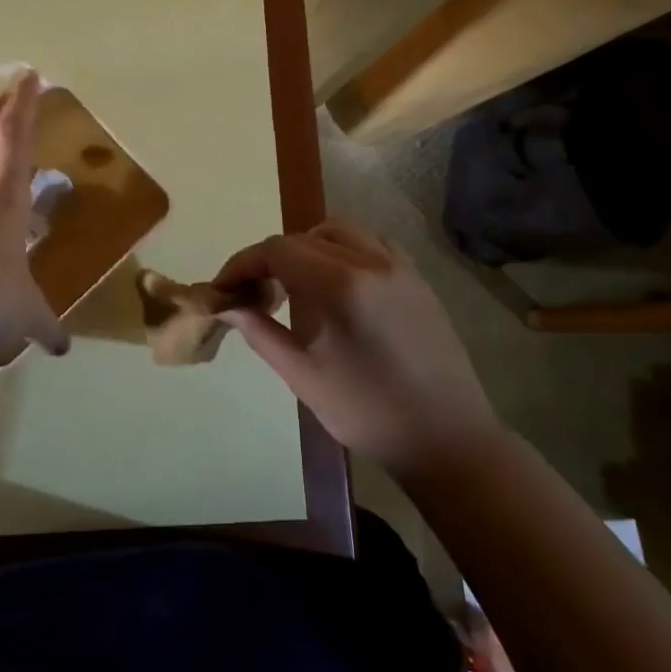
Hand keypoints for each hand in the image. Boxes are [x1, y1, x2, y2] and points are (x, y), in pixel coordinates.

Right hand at [214, 218, 499, 475]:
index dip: (243, 264)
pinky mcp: (416, 279)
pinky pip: (370, 244)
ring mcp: (399, 266)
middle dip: (270, 259)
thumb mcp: (304, 376)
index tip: (224, 289)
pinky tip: (336, 284)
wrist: (447, 439)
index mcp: (341, 284)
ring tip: (293, 285)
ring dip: (306, 248)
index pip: (277, 250)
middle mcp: (371, 261)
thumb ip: (261, 332)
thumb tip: (227, 306)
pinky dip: (342, 251)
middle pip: (304, 237)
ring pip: (338, 232)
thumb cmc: (368, 412)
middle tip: (253, 293)